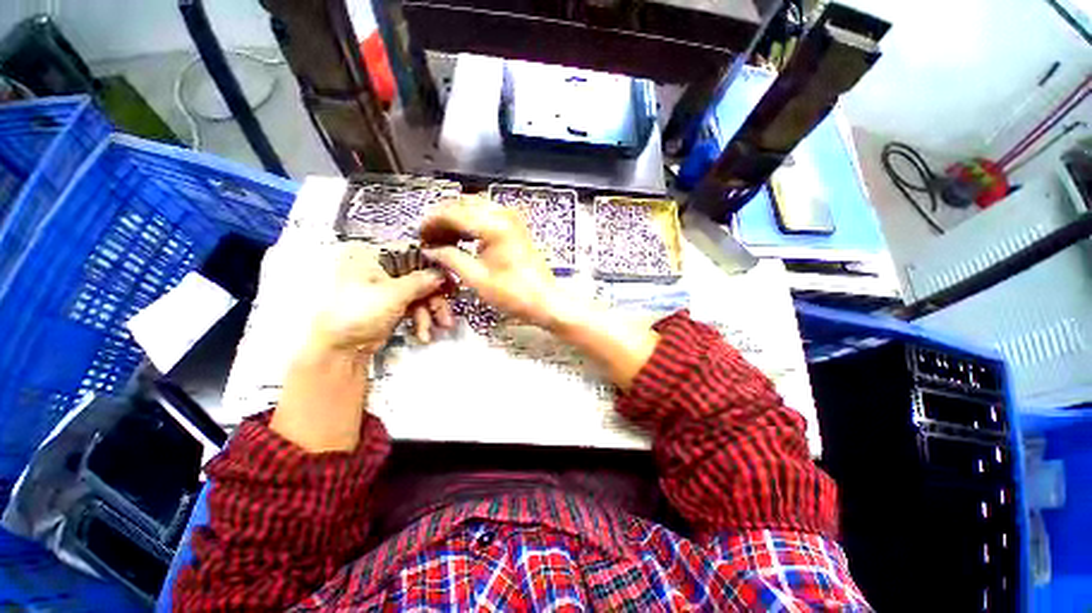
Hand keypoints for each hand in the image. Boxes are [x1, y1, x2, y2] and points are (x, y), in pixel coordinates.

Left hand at [308, 242, 453, 355]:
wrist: (338, 350)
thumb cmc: (360, 313)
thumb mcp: (393, 294)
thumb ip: (421, 281)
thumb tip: (444, 273)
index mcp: (373, 255)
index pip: (411, 251)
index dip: (433, 265)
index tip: (450, 278)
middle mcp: (380, 268)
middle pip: (419, 275)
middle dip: (435, 297)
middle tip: (447, 311)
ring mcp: (386, 288)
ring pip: (420, 292)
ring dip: (431, 311)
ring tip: (439, 327)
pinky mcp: (391, 305)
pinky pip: (414, 305)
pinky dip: (421, 318)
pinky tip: (423, 334)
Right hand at [421, 197, 573, 329]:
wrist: (545, 301)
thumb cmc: (513, 293)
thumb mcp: (476, 278)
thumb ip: (450, 258)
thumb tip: (430, 249)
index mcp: (493, 225)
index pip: (452, 213)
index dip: (431, 222)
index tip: (419, 236)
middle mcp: (503, 213)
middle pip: (463, 203)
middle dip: (443, 218)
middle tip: (429, 238)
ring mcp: (512, 218)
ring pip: (475, 207)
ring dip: (457, 219)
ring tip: (442, 239)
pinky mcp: (516, 226)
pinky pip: (487, 215)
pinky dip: (472, 222)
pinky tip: (462, 238)